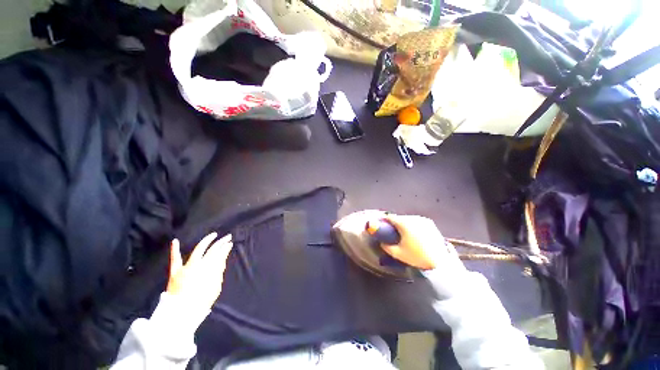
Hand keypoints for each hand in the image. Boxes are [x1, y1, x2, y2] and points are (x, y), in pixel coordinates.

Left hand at [167, 232, 232, 310]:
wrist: (181, 313)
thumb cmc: (201, 302)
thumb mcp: (215, 288)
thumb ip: (218, 274)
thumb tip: (221, 263)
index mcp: (211, 270)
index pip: (221, 255)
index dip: (226, 249)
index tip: (230, 244)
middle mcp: (200, 265)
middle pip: (213, 250)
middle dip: (221, 242)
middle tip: (227, 237)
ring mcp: (187, 267)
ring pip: (199, 250)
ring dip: (207, 241)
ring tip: (213, 235)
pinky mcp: (176, 271)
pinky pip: (175, 259)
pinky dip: (175, 250)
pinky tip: (175, 241)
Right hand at [381, 214, 464, 272]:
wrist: (440, 262)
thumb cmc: (417, 257)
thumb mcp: (398, 253)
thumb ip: (386, 247)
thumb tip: (382, 242)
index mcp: (404, 223)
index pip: (390, 217)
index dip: (384, 219)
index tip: (381, 223)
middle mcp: (413, 218)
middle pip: (400, 218)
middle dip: (395, 223)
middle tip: (392, 230)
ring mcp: (423, 220)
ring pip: (409, 219)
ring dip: (404, 223)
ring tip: (403, 233)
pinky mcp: (430, 224)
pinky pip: (417, 222)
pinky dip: (413, 225)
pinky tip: (414, 234)